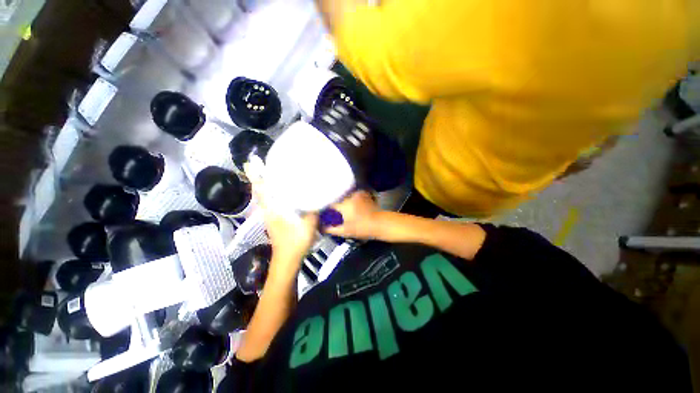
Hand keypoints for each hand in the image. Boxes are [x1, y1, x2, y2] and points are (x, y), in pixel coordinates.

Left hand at [245, 159, 318, 268]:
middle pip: (260, 191)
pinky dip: (273, 195)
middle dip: (259, 177)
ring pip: (265, 197)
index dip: (255, 175)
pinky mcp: (275, 220)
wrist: (287, 260)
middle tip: (265, 163)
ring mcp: (270, 216)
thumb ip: (314, 209)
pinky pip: (272, 203)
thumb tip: (319, 196)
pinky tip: (284, 193)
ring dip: (266, 185)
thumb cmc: (295, 242)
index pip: (260, 189)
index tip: (251, 161)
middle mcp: (268, 210)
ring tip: (275, 174)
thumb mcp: (309, 224)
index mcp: (273, 209)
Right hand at [324, 191, 380, 239]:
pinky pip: (353, 195)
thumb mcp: (345, 231)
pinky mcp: (363, 194)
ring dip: (344, 201)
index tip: (326, 212)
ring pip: (345, 196)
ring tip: (345, 209)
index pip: (330, 204)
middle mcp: (349, 197)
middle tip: (336, 212)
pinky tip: (353, 205)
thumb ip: (332, 229)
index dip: (327, 208)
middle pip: (338, 199)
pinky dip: (351, 198)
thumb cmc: (362, 228)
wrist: (380, 223)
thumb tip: (323, 228)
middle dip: (336, 205)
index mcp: (343, 205)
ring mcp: (357, 194)